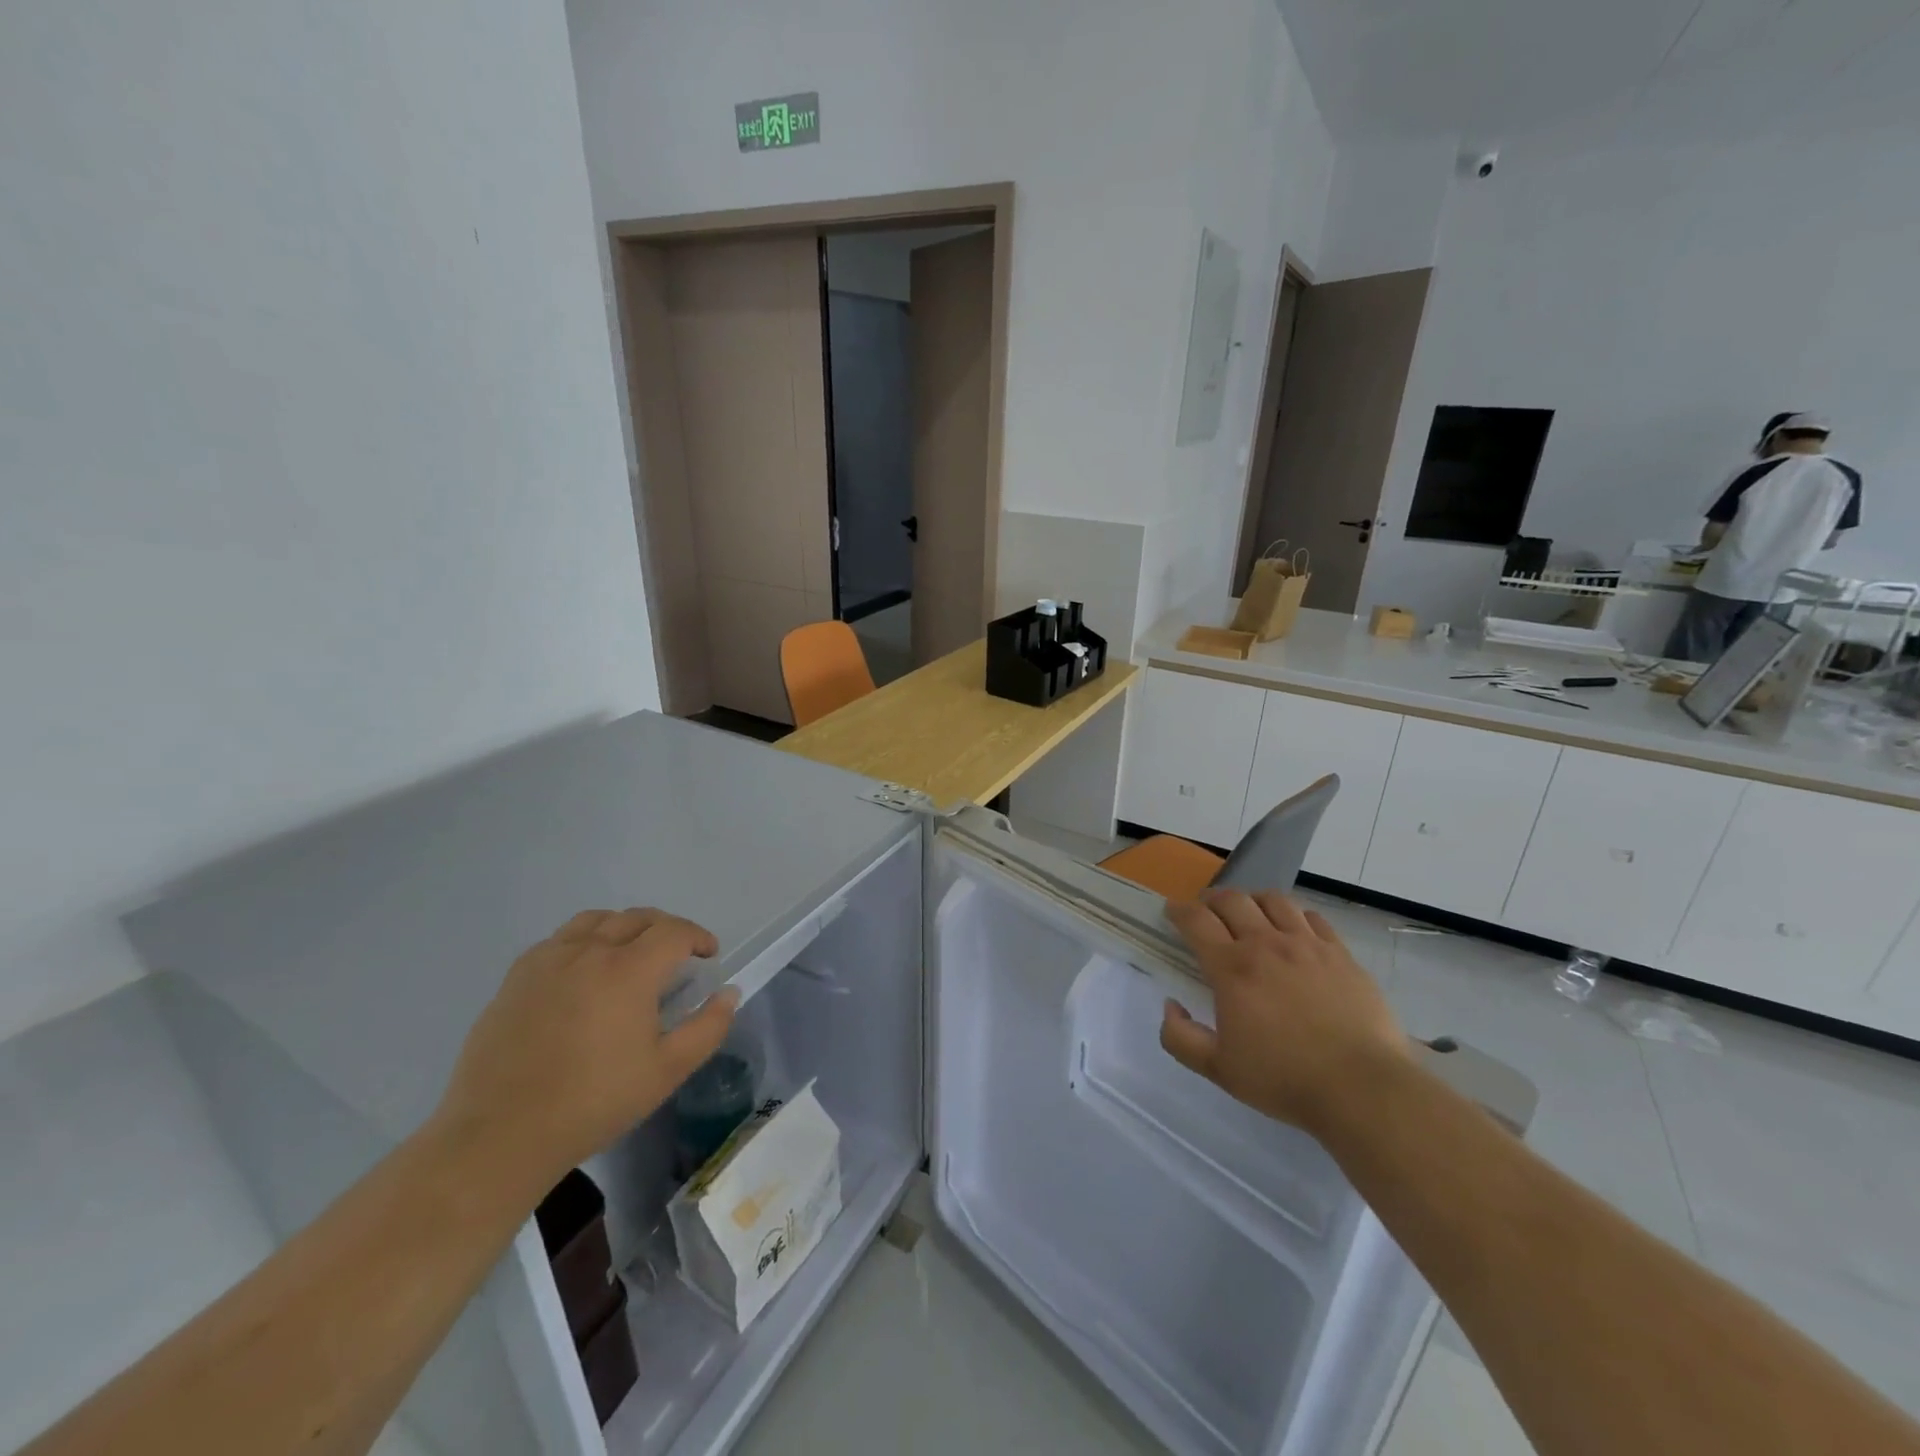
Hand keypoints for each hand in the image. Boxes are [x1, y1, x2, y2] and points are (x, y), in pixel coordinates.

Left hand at [434, 909, 737, 1187]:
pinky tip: (584, 971)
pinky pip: (559, 939)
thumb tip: (728, 993)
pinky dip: (584, 940)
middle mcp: (589, 951)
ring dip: (624, 926)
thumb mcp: (667, 1072)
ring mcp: (548, 960)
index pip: (674, 931)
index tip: (708, 954)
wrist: (501, 1135)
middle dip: (666, 928)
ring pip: (596, 920)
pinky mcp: (517, 977)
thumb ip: (707, 1027)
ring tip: (631, 952)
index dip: (698, 937)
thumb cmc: (594, 1102)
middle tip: (677, 953)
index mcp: (629, 970)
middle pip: (637, 917)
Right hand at [1160, 890, 1407, 1134]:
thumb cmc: (1284, 1078)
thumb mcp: (1218, 1068)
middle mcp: (1266, 944)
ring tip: (1250, 912)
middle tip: (1207, 910)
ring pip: (1274, 901)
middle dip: (1212, 899)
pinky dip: (1294, 915)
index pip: (1196, 921)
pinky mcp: (1341, 954)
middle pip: (1233, 900)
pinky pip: (1313, 918)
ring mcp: (1307, 945)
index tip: (1172, 911)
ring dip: (1253, 900)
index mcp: (1232, 968)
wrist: (1361, 1088)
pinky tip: (1294, 929)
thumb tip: (1171, 1006)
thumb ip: (1180, 1037)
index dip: (1179, 911)